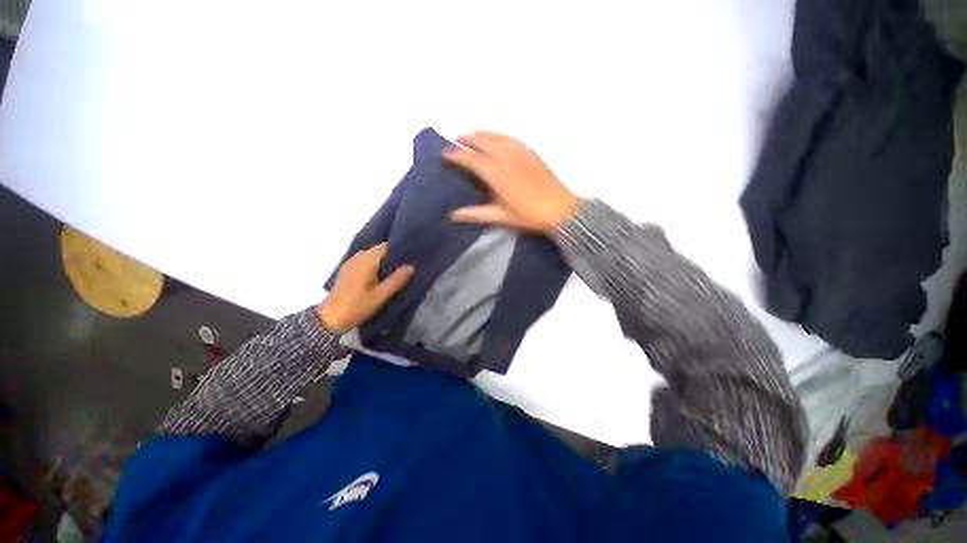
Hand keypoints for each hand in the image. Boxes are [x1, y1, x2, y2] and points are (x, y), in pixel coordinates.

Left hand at [317, 243, 413, 333]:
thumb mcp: (381, 295)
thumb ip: (397, 280)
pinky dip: (374, 265)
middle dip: (391, 256)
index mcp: (367, 261)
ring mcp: (350, 263)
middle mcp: (358, 257)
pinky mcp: (347, 271)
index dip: (398, 249)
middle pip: (378, 250)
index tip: (410, 256)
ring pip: (371, 256)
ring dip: (383, 261)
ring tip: (396, 271)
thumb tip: (411, 266)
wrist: (330, 318)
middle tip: (406, 265)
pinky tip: (380, 276)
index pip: (385, 246)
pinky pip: (364, 261)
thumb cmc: (357, 306)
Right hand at [443, 131, 579, 232]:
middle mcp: (507, 158)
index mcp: (497, 174)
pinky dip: (501, 136)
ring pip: (498, 136)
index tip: (445, 154)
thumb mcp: (501, 217)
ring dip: (483, 133)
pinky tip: (499, 138)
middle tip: (456, 139)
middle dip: (468, 138)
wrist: (560, 210)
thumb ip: (476, 214)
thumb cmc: (529, 216)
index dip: (456, 155)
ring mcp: (521, 153)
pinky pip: (513, 139)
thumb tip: (453, 215)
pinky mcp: (532, 153)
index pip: (471, 159)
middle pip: (483, 141)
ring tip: (474, 134)